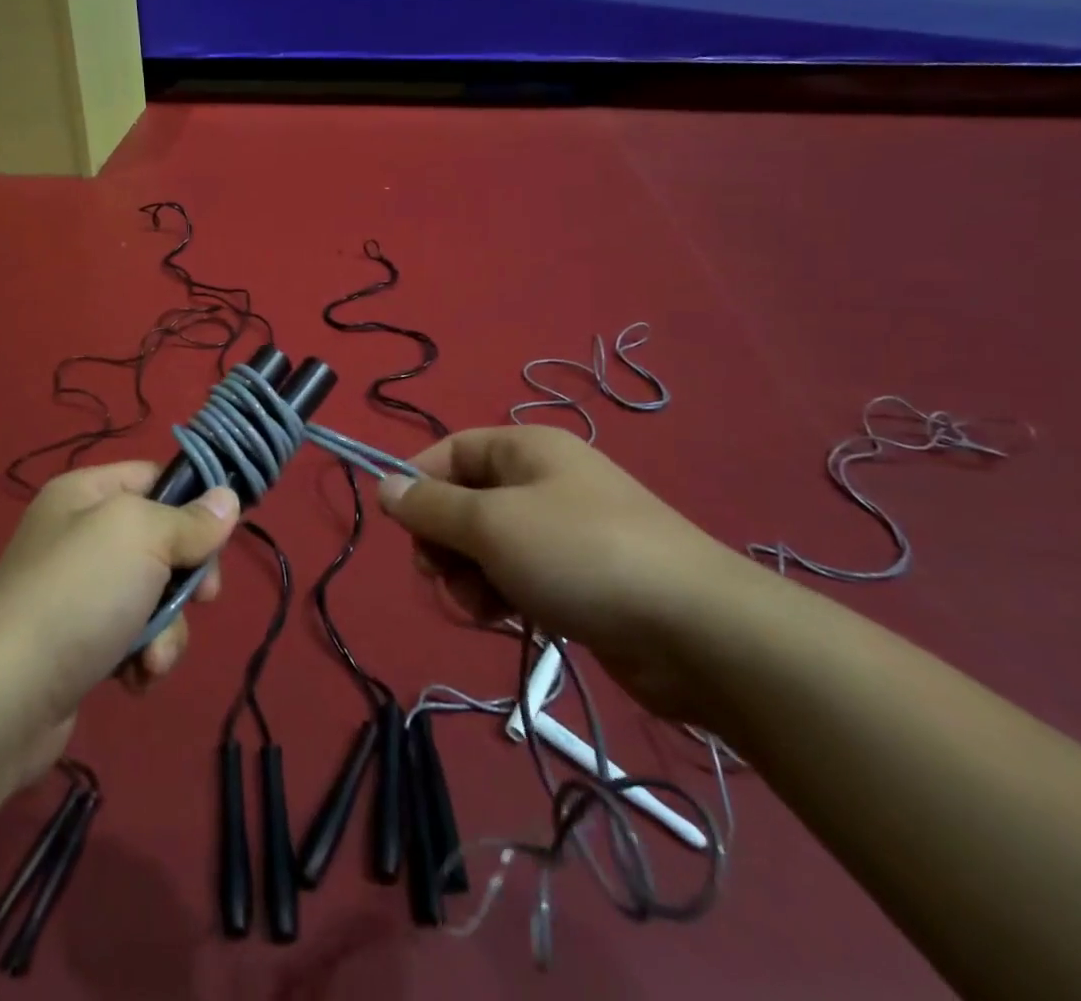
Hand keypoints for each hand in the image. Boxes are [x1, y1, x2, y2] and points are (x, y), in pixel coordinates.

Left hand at [0, 461, 238, 778]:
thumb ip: (191, 520)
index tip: (222, 534)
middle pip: (163, 541)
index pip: (155, 476)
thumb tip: (227, 500)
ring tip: (152, 657)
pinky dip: (142, 656)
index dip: (192, 501)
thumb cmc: (79, 593)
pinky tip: (135, 678)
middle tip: (202, 599)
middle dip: (187, 578)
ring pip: (155, 595)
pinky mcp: (80, 644)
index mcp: (86, 493)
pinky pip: (133, 636)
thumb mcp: (142, 536)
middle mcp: (80, 536)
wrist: (4, 697)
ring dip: (167, 628)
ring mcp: (79, 592)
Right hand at [378, 426, 755, 723]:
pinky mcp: (579, 579)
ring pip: (489, 546)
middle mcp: (543, 482)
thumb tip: (384, 486)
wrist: (696, 631)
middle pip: (466, 501)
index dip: (419, 482)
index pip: (452, 451)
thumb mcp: (492, 524)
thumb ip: (431, 506)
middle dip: (445, 541)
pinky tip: (507, 620)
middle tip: (442, 576)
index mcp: (526, 449)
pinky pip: (519, 576)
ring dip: (471, 576)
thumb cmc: (580, 555)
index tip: (399, 527)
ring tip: (482, 607)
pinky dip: (503, 595)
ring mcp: (564, 532)